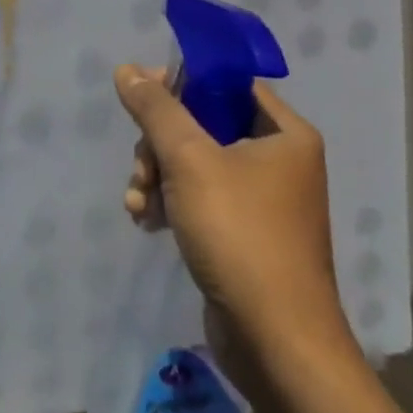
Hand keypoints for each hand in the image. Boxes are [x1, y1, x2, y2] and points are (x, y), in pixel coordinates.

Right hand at [116, 66, 353, 373]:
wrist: (277, 342)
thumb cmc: (241, 235)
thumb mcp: (189, 159)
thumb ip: (155, 109)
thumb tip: (127, 69)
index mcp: (285, 134)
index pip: (227, 82)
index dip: (181, 82)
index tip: (142, 96)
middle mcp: (279, 160)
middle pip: (201, 123)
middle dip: (159, 143)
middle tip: (142, 167)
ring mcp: (261, 199)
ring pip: (192, 161)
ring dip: (156, 175)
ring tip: (138, 202)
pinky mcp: (244, 232)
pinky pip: (197, 196)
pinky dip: (169, 202)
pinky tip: (145, 220)